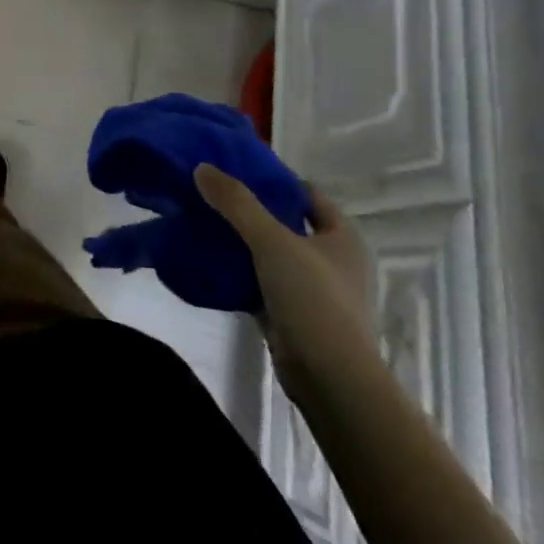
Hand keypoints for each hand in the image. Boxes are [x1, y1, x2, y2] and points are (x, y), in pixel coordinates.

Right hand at [195, 164, 375, 404]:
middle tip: (211, 194)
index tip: (235, 169)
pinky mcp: (292, 315)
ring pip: (270, 254)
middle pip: (285, 223)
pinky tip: (208, 261)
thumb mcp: (271, 240)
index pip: (307, 194)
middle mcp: (332, 261)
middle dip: (250, 210)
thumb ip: (236, 203)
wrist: (328, 376)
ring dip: (241, 242)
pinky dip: (238, 272)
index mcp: (341, 237)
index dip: (274, 180)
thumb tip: (202, 167)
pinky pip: (260, 283)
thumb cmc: (312, 297)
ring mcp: (313, 290)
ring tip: (202, 222)